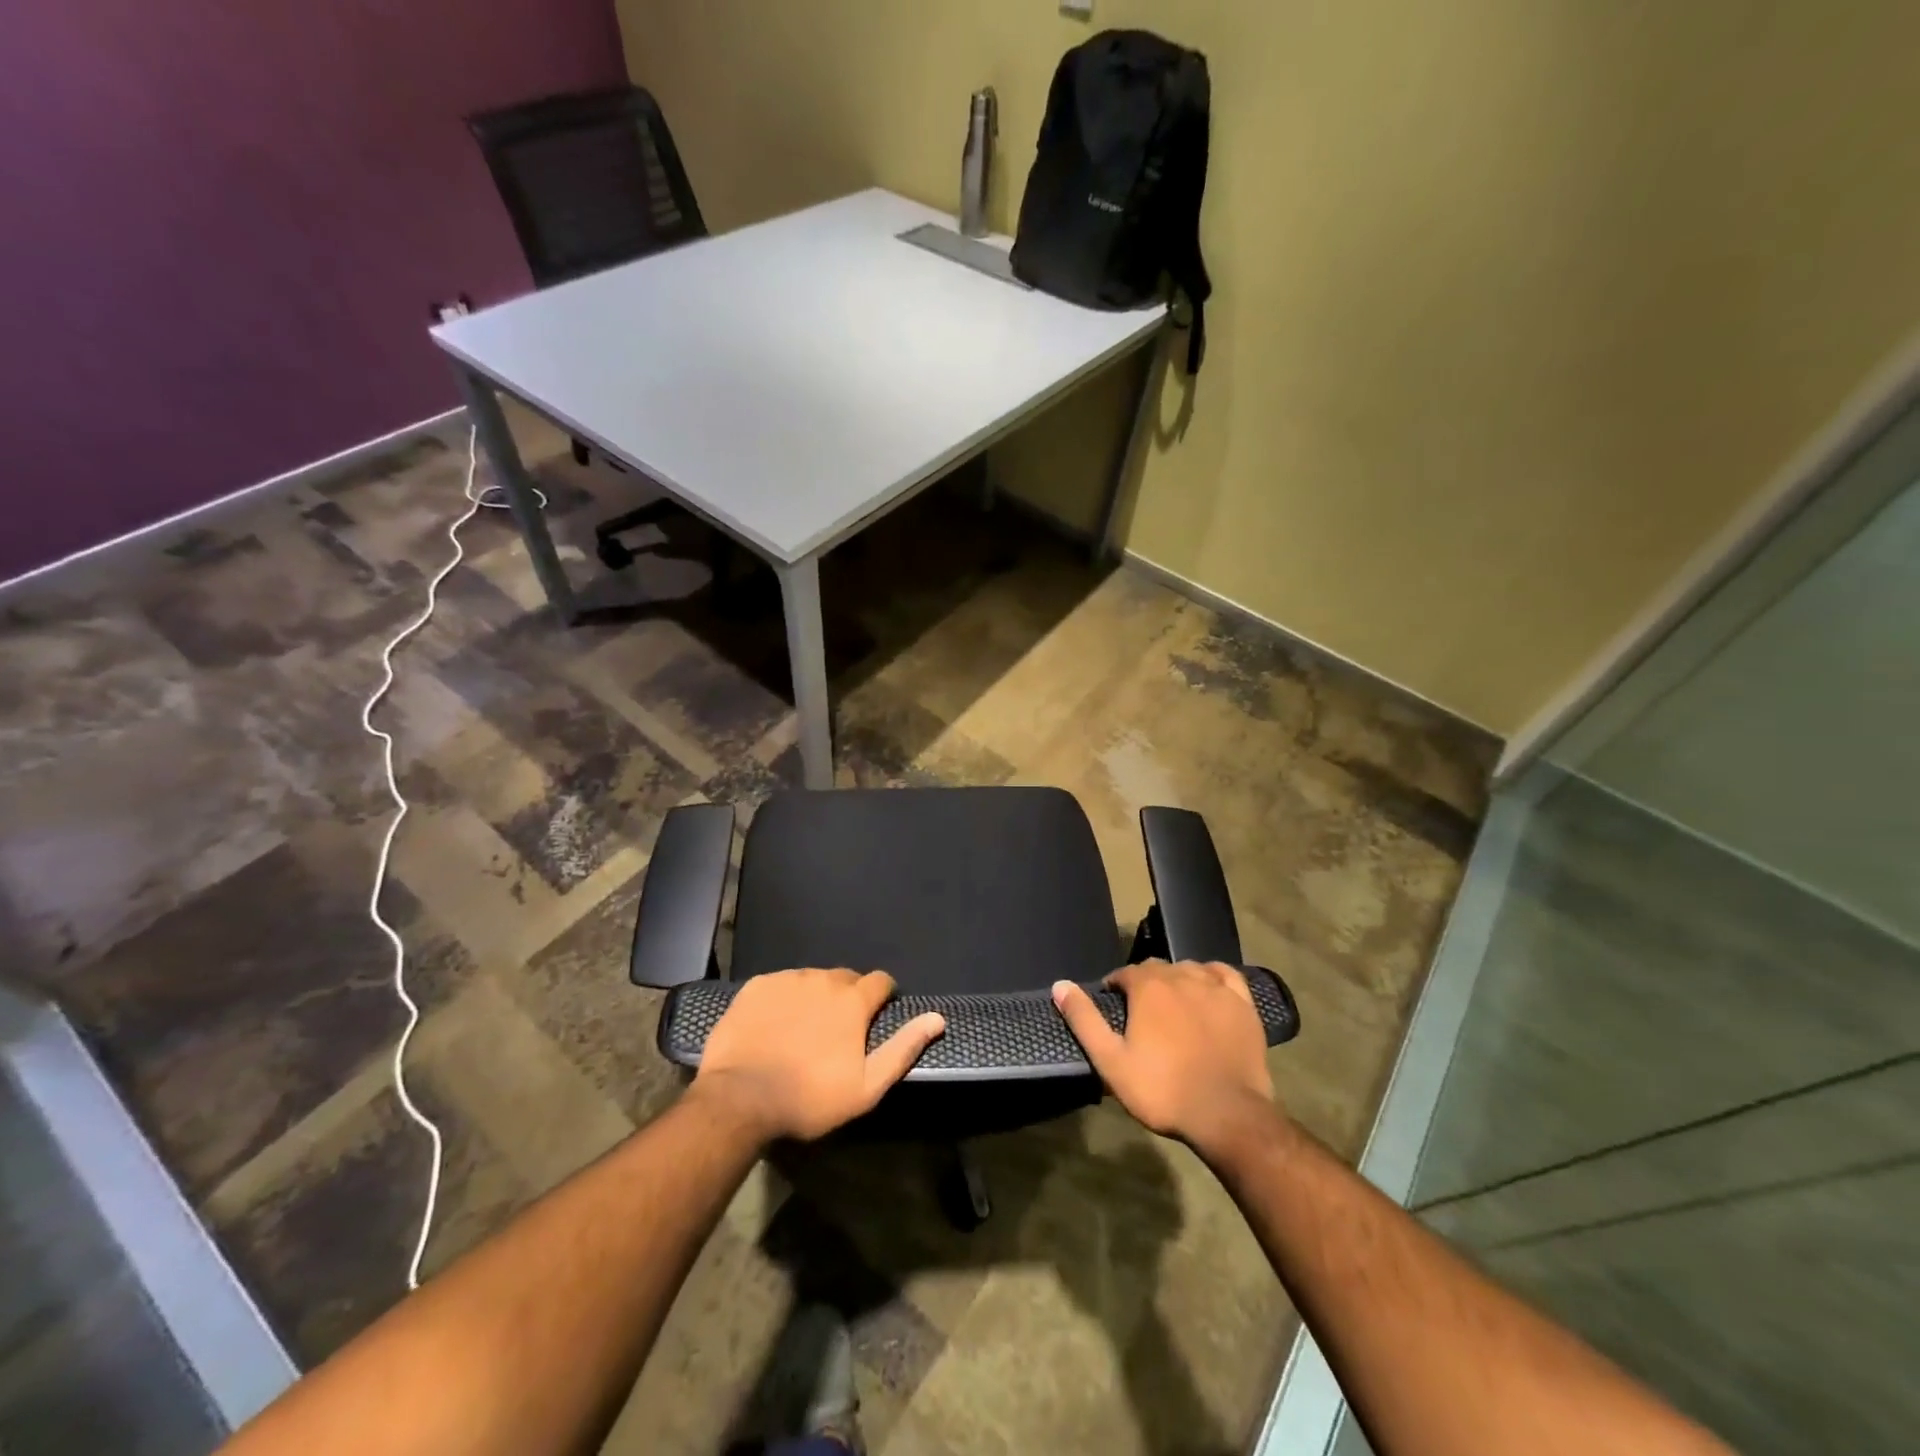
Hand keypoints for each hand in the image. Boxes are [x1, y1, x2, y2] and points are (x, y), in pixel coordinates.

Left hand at [691, 969, 944, 1142]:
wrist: (739, 1098)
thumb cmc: (809, 1097)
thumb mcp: (866, 1086)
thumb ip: (903, 1048)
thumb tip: (937, 1018)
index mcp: (853, 999)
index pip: (880, 981)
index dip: (882, 997)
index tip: (875, 1017)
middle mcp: (823, 978)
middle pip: (845, 978)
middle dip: (848, 997)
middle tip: (837, 1031)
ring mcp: (787, 979)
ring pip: (812, 980)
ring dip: (815, 997)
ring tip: (803, 1029)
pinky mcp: (757, 986)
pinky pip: (780, 984)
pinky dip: (784, 998)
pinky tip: (774, 1025)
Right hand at [1053, 960, 1278, 1157]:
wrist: (1227, 1115)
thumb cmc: (1163, 1090)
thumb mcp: (1111, 1061)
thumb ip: (1084, 1020)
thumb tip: (1060, 985)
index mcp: (1148, 987)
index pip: (1125, 973)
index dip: (1116, 987)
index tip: (1114, 1005)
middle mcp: (1181, 976)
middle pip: (1157, 968)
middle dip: (1145, 982)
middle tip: (1141, 1012)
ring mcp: (1216, 988)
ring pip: (1189, 968)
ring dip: (1176, 979)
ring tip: (1172, 1003)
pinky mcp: (1243, 1004)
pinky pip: (1225, 974)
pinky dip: (1213, 975)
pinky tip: (1209, 987)